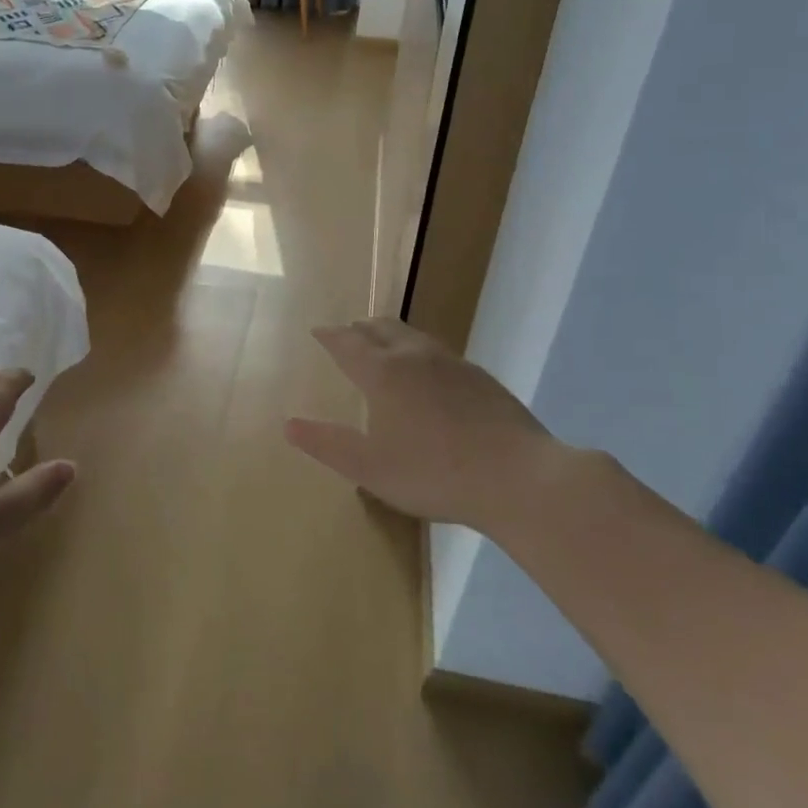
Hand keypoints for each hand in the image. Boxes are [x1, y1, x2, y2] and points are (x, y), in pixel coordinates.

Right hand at [285, 318, 574, 535]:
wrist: (519, 478)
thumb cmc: (433, 472)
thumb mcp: (369, 467)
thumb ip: (327, 444)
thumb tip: (288, 425)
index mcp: (384, 373)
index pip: (348, 344)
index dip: (330, 336)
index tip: (317, 330)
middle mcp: (416, 357)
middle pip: (382, 329)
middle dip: (360, 328)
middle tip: (349, 332)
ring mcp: (454, 365)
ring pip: (414, 336)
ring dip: (392, 335)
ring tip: (385, 344)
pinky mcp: (482, 379)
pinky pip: (440, 353)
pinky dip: (421, 352)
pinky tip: (430, 374)